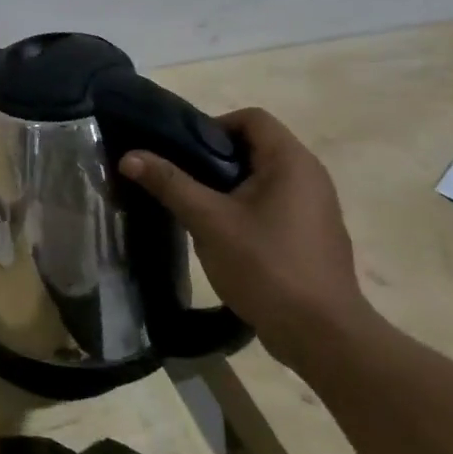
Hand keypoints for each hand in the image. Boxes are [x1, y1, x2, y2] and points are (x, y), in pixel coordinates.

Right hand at [119, 107, 368, 366]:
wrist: (322, 334)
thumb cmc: (266, 266)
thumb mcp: (209, 221)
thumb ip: (169, 184)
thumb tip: (129, 156)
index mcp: (292, 162)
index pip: (251, 119)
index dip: (212, 126)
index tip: (182, 153)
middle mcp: (310, 176)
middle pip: (255, 146)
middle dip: (213, 158)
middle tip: (180, 180)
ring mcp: (315, 207)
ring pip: (262, 177)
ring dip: (227, 185)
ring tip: (195, 208)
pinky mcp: (312, 234)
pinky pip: (273, 203)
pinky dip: (245, 207)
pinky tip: (222, 235)